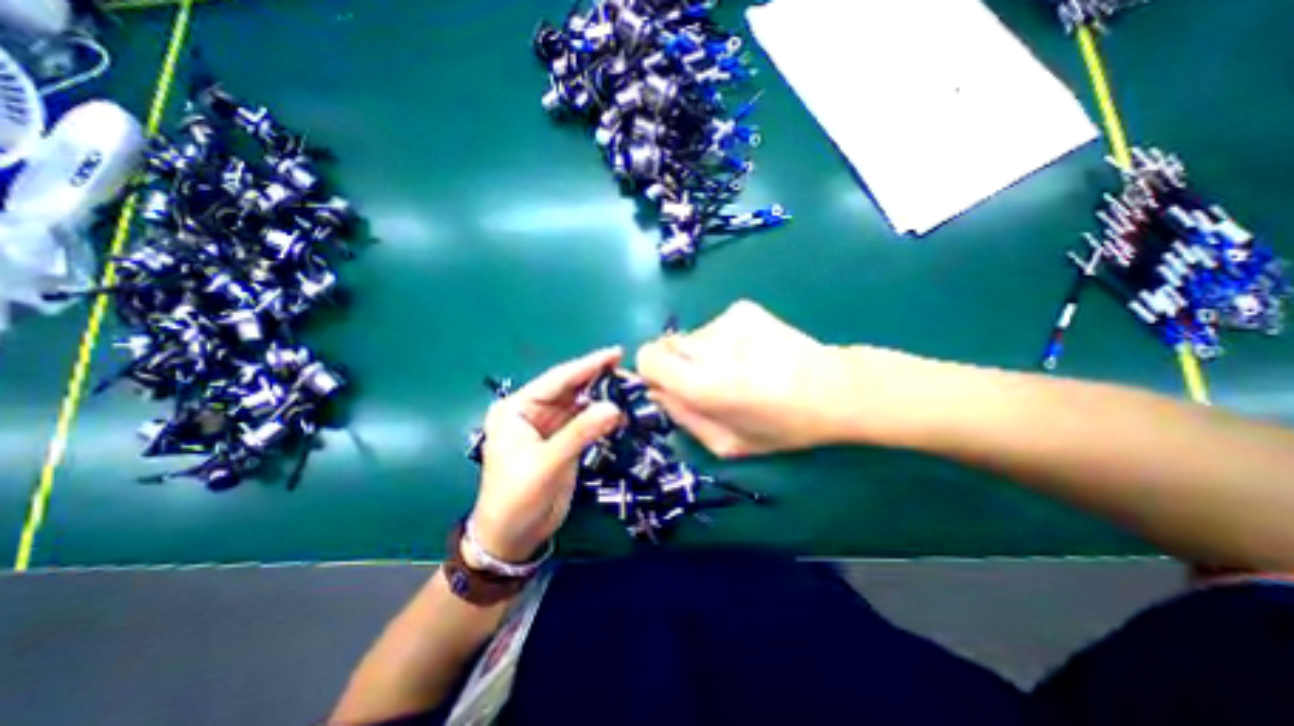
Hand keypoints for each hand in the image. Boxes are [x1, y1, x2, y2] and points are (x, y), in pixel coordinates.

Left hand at [473, 347, 623, 560]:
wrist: (512, 538)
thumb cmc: (517, 498)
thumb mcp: (547, 463)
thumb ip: (580, 433)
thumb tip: (614, 408)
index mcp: (517, 408)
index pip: (558, 379)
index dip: (588, 365)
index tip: (616, 353)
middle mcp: (533, 411)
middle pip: (571, 389)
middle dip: (599, 380)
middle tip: (630, 374)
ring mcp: (549, 426)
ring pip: (581, 404)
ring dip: (604, 398)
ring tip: (631, 390)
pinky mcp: (563, 441)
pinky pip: (586, 422)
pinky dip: (603, 417)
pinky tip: (621, 413)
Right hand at [636, 298, 919, 457]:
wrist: (833, 388)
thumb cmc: (782, 426)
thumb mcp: (727, 443)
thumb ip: (683, 417)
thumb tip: (656, 392)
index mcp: (705, 385)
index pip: (648, 358)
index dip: (652, 371)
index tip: (669, 384)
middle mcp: (711, 346)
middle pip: (667, 345)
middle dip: (679, 364)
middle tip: (709, 381)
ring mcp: (728, 321)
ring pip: (692, 337)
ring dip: (703, 353)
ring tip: (740, 368)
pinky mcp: (743, 308)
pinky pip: (714, 327)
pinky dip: (723, 341)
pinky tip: (752, 353)